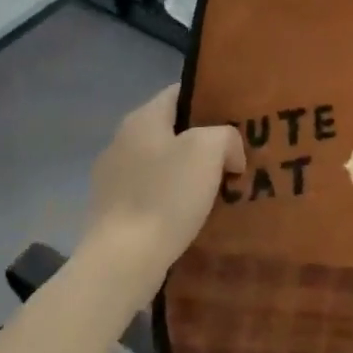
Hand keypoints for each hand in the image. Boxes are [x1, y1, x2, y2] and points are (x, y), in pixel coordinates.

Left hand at [81, 86, 243, 285]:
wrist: (123, 260)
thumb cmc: (166, 196)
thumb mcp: (209, 150)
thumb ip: (226, 136)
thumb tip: (228, 153)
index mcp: (142, 119)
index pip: (180, 92)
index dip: (211, 99)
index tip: (238, 114)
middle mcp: (122, 141)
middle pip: (173, 129)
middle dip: (205, 140)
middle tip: (237, 153)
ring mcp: (113, 177)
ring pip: (164, 163)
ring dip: (190, 172)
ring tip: (221, 186)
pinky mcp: (113, 210)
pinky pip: (153, 192)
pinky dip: (174, 198)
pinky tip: (195, 214)